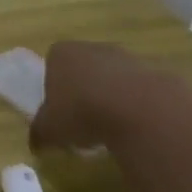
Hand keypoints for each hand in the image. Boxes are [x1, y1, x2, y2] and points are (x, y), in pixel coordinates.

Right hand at [27, 41, 157, 154]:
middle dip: (82, 90)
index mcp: (61, 54)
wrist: (140, 110)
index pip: (52, 64)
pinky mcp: (155, 71)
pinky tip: (134, 125)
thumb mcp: (49, 129)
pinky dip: (135, 105)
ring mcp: (126, 57)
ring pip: (112, 78)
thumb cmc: (81, 112)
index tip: (58, 109)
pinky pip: (138, 90)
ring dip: (110, 97)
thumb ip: (39, 133)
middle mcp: (92, 48)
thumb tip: (35, 143)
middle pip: (83, 69)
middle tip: (82, 119)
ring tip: (110, 127)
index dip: (54, 87)